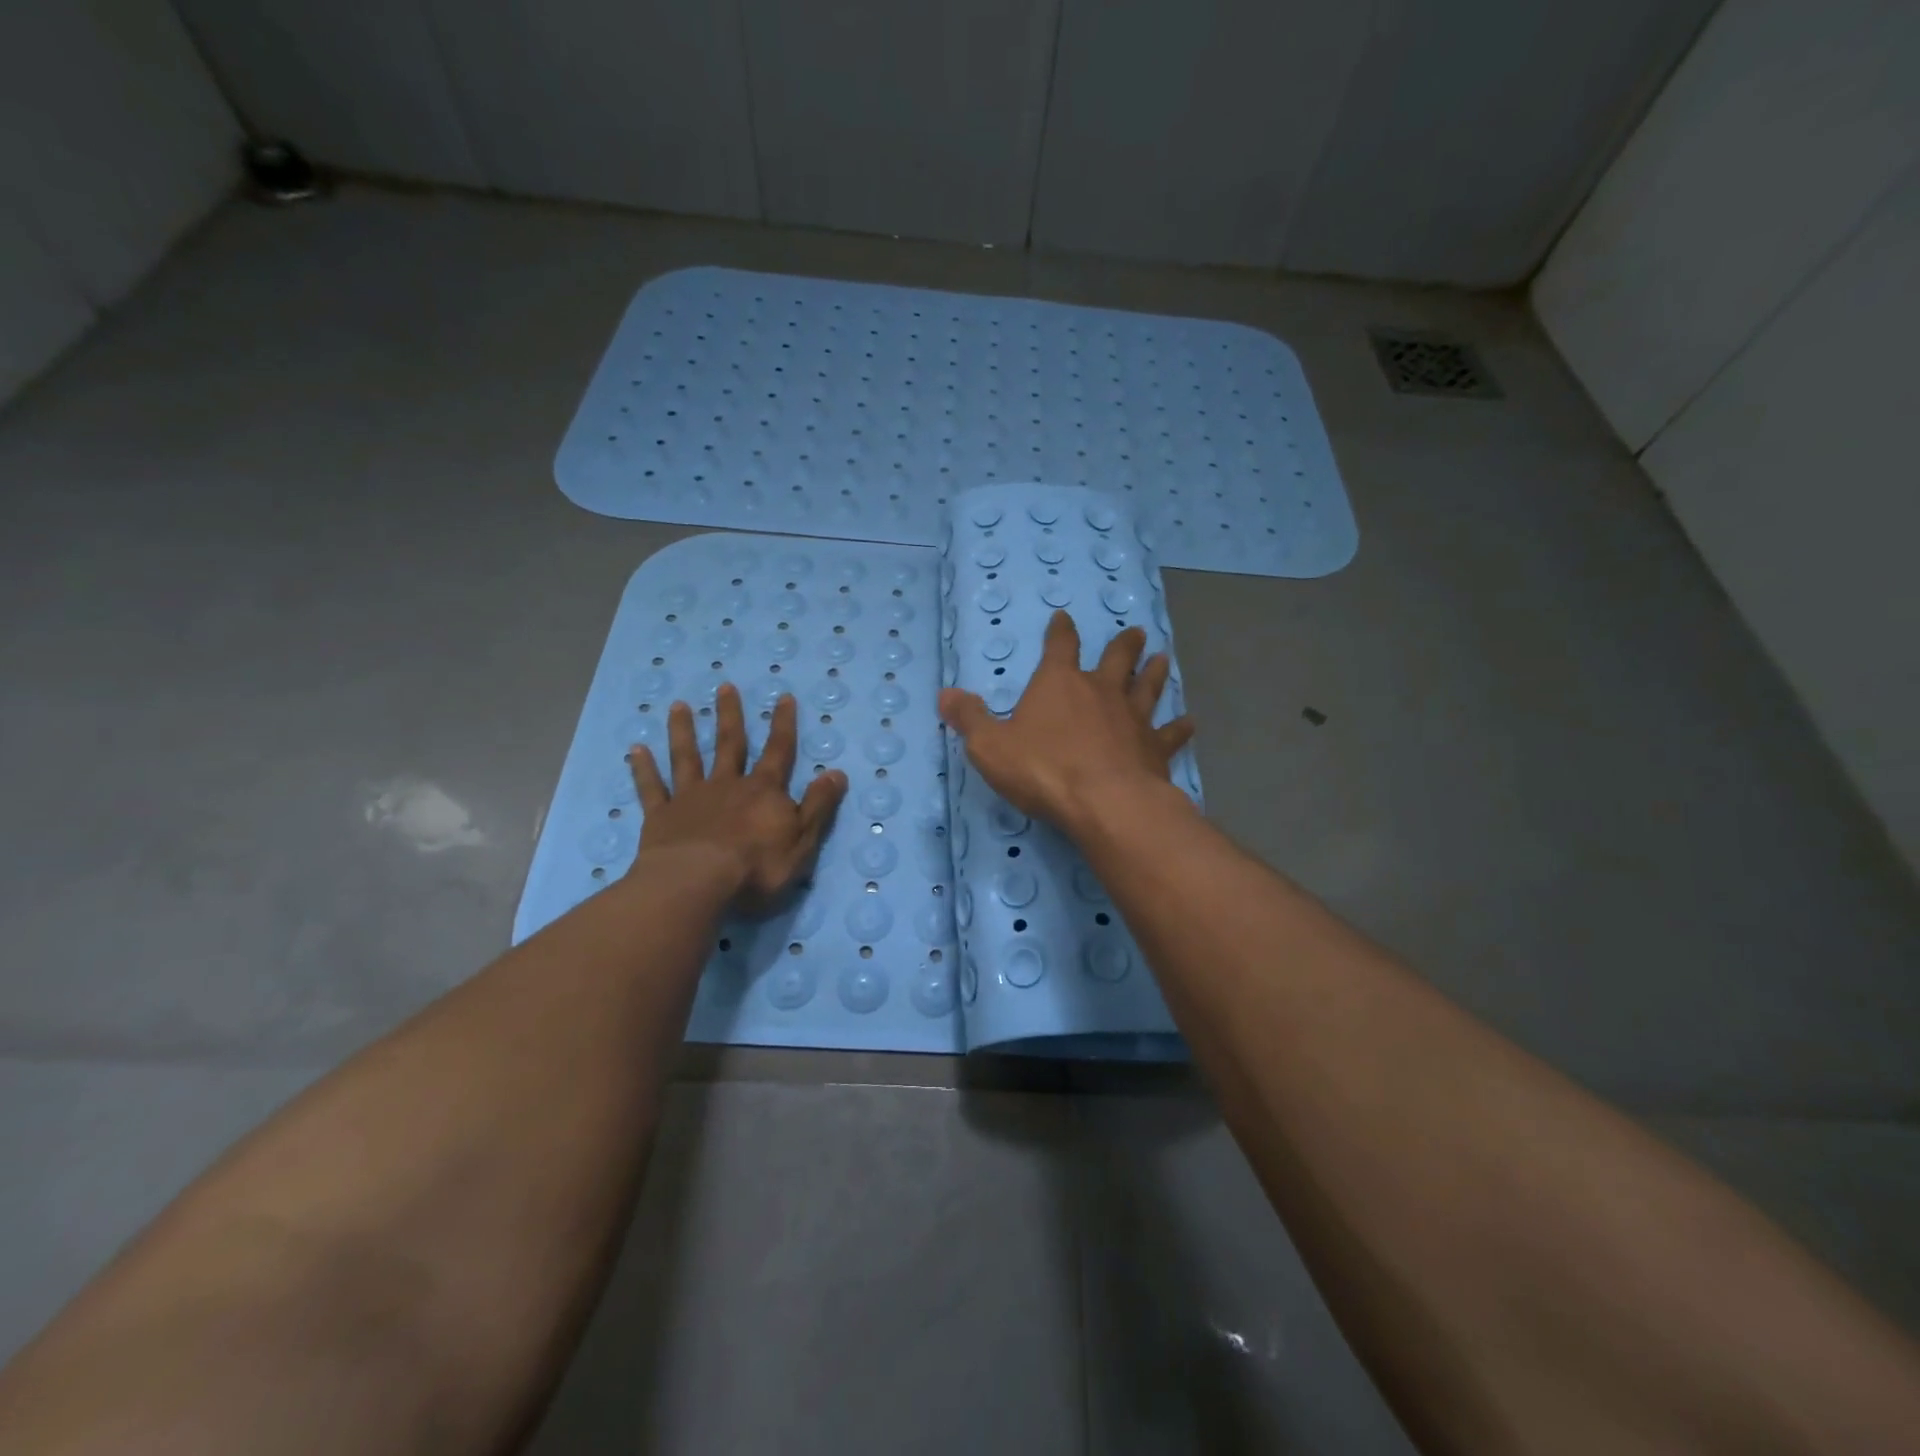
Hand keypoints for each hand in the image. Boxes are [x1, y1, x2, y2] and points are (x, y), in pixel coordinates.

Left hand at [627, 686, 846, 913]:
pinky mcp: (662, 816)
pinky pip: (652, 788)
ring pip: (687, 757)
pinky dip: (644, 769)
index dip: (783, 724)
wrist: (698, 882)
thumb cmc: (757, 866)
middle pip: (730, 744)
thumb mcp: (802, 839)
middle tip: (724, 687)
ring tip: (678, 706)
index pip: (778, 751)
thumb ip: (818, 806)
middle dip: (730, 715)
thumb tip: (837, 773)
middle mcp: (727, 785)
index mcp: (763, 791)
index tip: (783, 697)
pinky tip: (636, 750)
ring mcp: (691, 798)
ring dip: (684, 731)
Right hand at [938, 611, 1194, 832]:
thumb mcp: (990, 746)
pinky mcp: (1154, 747)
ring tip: (1162, 657)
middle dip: (1123, 645)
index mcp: (1058, 683)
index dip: (1061, 631)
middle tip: (1136, 632)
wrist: (1104, 802)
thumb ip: (969, 719)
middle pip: (1115, 659)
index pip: (1060, 645)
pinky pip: (1169, 733)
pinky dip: (1179, 727)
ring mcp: (1132, 718)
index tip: (1064, 617)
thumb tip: (946, 694)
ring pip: (1146, 687)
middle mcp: (1099, 691)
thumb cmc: (1042, 769)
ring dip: (1153, 672)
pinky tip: (1190, 722)